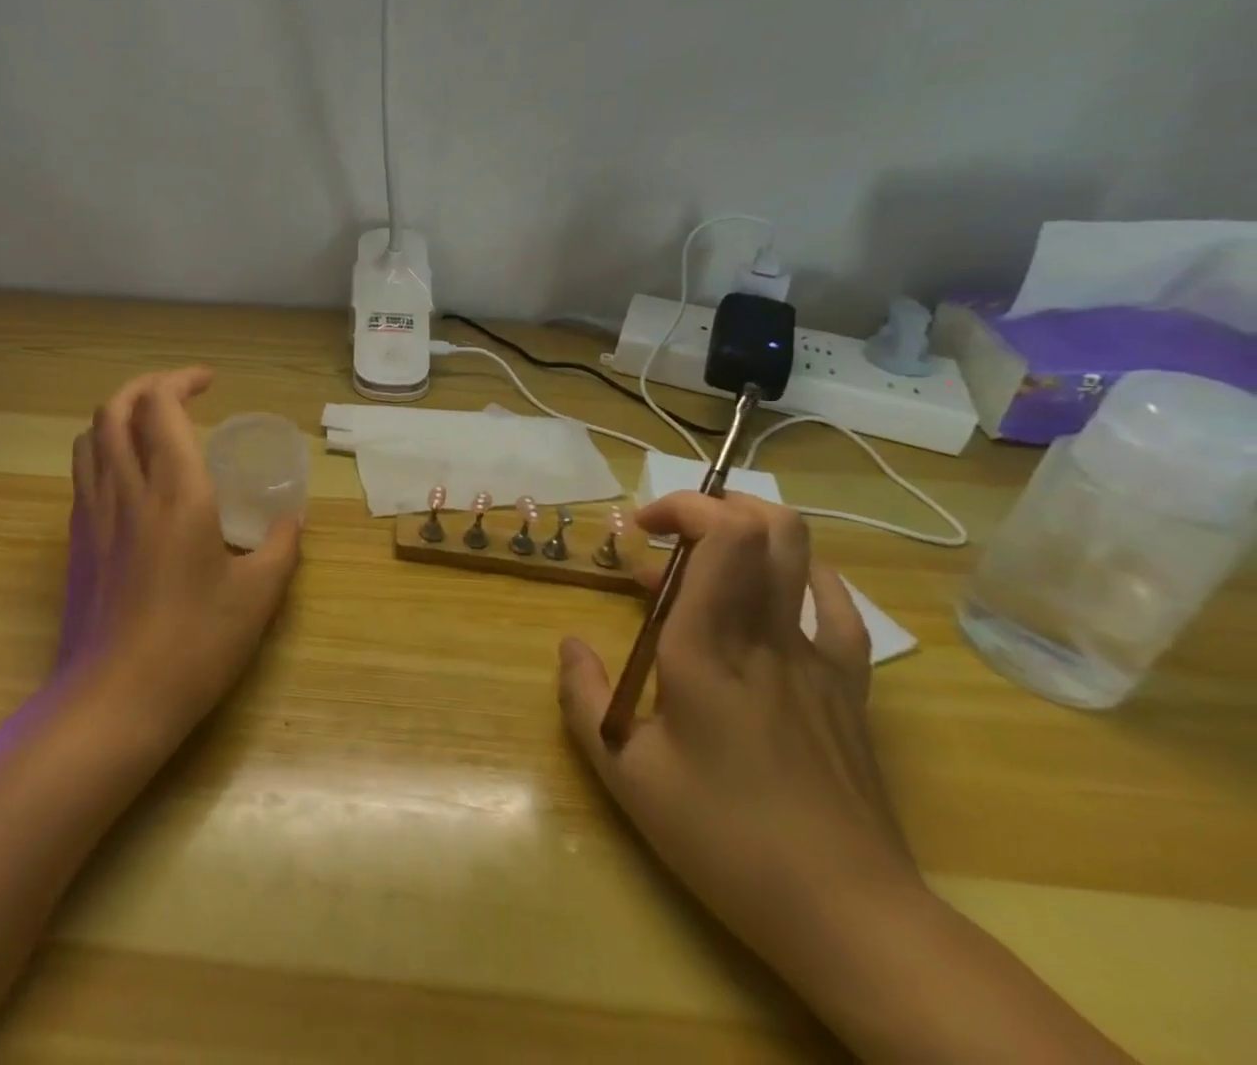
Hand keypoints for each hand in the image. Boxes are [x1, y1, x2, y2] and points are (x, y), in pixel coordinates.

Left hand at [59, 368, 303, 740]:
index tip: (209, 383)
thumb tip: (293, 521)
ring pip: (90, 436)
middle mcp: (127, 489)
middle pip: (115, 408)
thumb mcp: (257, 597)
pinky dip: (103, 451)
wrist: (115, 700)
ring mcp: (94, 514)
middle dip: (144, 386)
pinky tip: (129, 478)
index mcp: (176, 491)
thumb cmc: (195, 644)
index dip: (181, 380)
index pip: (161, 406)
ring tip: (149, 426)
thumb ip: (281, 548)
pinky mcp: (77, 541)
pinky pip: (83, 472)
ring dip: (118, 414)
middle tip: (178, 393)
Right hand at [557, 493, 925, 973]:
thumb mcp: (627, 774)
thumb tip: (570, 646)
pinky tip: (775, 593)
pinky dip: (803, 578)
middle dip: (715, 506)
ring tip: (707, 563)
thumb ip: (584, 700)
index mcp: (710, 648)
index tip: (642, 531)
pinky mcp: (850, 687)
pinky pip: (838, 608)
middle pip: (769, 525)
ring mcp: (818, 658)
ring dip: (752, 533)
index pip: (723, 535)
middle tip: (670, 536)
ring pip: (804, 555)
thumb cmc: (725, 838)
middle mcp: (768, 634)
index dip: (684, 507)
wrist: (849, 914)